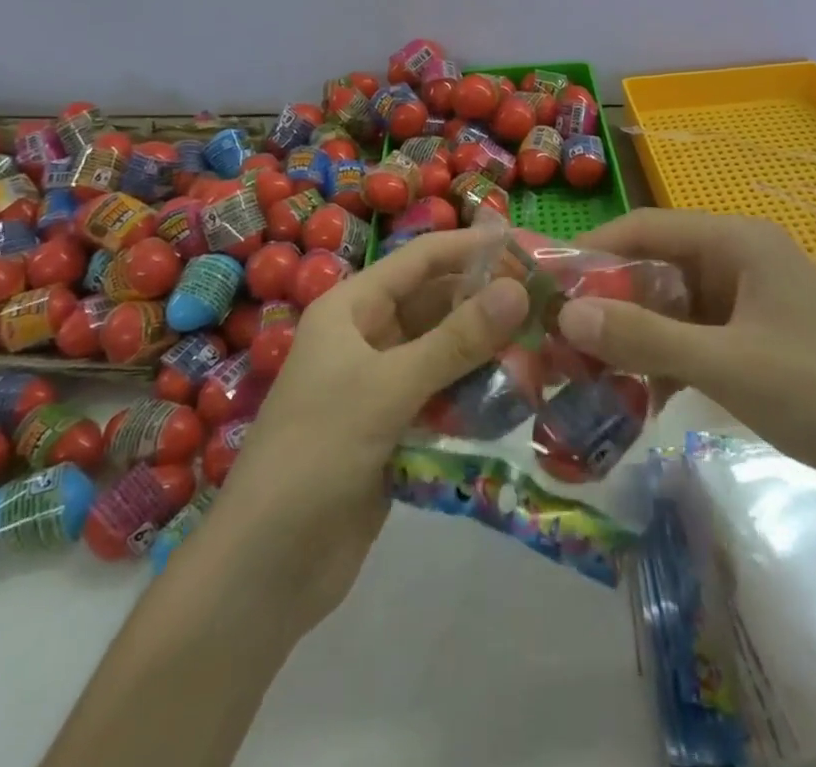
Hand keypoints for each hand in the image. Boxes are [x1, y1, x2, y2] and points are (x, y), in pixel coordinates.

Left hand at [189, 229, 529, 632]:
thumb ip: (456, 340)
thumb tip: (519, 290)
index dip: (471, 248)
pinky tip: (515, 398)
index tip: (528, 246)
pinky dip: (474, 394)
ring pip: (444, 351)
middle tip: (549, 306)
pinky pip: (443, 395)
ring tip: (544, 350)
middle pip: (436, 304)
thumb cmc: (317, 454)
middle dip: (487, 303)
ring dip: (487, 351)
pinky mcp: (394, 428)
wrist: (265, 569)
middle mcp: (367, 337)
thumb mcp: (387, 388)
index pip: (421, 259)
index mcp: (351, 309)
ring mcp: (380, 384)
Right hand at [561, 210, 815, 520]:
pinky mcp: (757, 344)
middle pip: (656, 267)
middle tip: (557, 336)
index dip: (594, 249)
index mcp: (736, 242)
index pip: (646, 227)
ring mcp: (750, 304)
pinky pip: (695, 341)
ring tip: (585, 371)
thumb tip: (566, 315)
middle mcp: (739, 261)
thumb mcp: (727, 364)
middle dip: (608, 301)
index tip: (546, 281)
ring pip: (672, 308)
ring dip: (634, 337)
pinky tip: (638, 399)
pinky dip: (666, 363)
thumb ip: (646, 338)